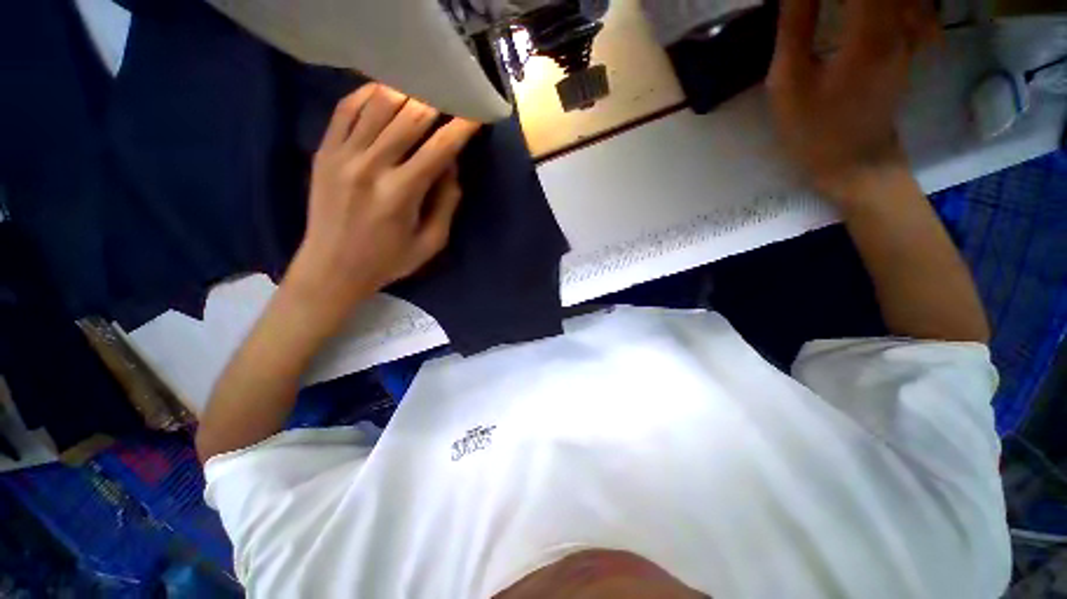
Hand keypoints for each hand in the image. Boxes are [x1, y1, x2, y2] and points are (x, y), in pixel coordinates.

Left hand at [283, 84, 480, 332]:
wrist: (332, 267)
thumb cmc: (388, 260)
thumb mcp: (431, 243)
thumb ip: (446, 204)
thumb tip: (451, 166)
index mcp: (401, 193)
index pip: (439, 149)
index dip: (461, 128)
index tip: (476, 113)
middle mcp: (371, 166)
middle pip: (409, 118)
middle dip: (436, 102)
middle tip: (451, 94)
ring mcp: (343, 155)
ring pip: (378, 105)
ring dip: (406, 93)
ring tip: (423, 90)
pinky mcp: (324, 151)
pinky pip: (345, 109)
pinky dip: (367, 94)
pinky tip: (386, 92)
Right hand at [767, 0, 940, 202]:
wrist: (854, 160)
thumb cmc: (814, 128)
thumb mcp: (789, 82)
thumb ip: (795, 27)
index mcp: (871, 31)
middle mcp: (900, 21)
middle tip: (810, 3)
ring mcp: (910, 29)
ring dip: (859, 1)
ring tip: (831, 9)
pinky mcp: (909, 38)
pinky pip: (906, 3)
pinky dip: (886, 3)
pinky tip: (860, 11)